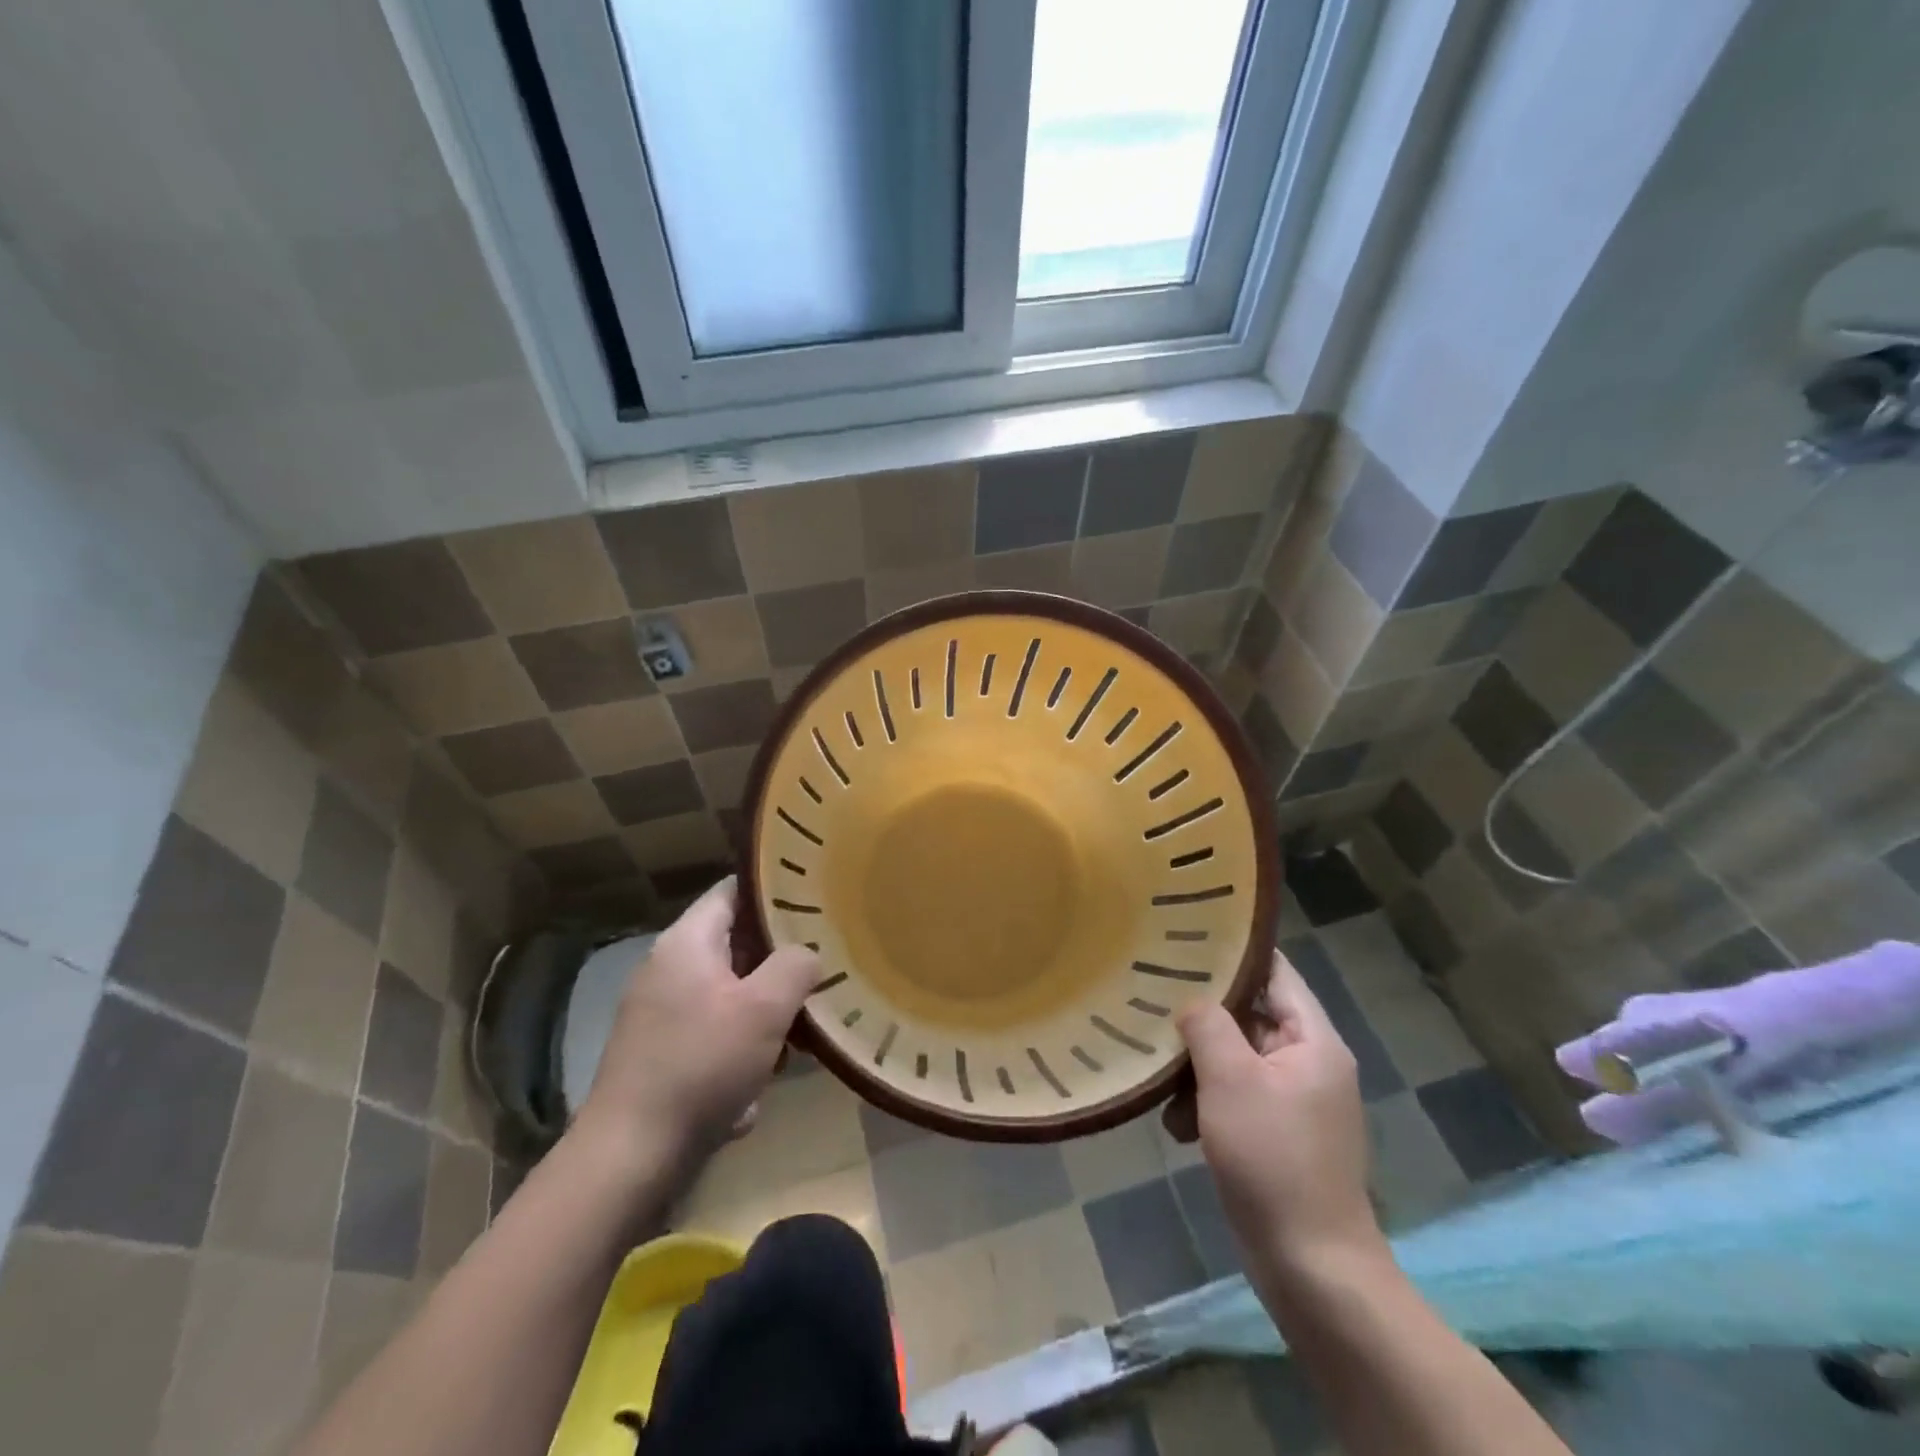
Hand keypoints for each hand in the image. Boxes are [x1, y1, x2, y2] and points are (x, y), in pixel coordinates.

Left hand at [577, 877, 818, 1159]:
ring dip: (764, 1011)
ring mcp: (660, 1013)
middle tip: (821, 968)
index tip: (815, 900)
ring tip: (799, 1034)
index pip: (734, 891)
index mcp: (686, 942)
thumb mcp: (764, 1008)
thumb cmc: (701, 1065)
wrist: (630, 1156)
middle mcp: (668, 968)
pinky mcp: (661, 1053)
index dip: (775, 891)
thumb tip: (806, 955)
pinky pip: (714, 1032)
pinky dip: (740, 1047)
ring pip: (730, 992)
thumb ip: (796, 966)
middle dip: (779, 960)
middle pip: (736, 944)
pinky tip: (759, 1079)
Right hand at [1174, 950, 1381, 1274]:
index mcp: (1313, 1040)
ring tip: (1161, 1087)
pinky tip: (1176, 1128)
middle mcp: (1309, 1063)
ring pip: (1236, 1060)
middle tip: (1153, 1005)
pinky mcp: (1278, 1135)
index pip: (1275, 972)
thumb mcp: (1230, 1079)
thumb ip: (1208, 1025)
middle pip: (1249, 1016)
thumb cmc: (1273, 1159)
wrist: (1311, 1267)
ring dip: (1197, 1070)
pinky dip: (1206, 1105)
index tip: (1185, 939)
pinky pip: (1236, 1098)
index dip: (1233, 952)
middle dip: (1202, 1019)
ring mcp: (1294, 1102)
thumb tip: (1192, 1000)